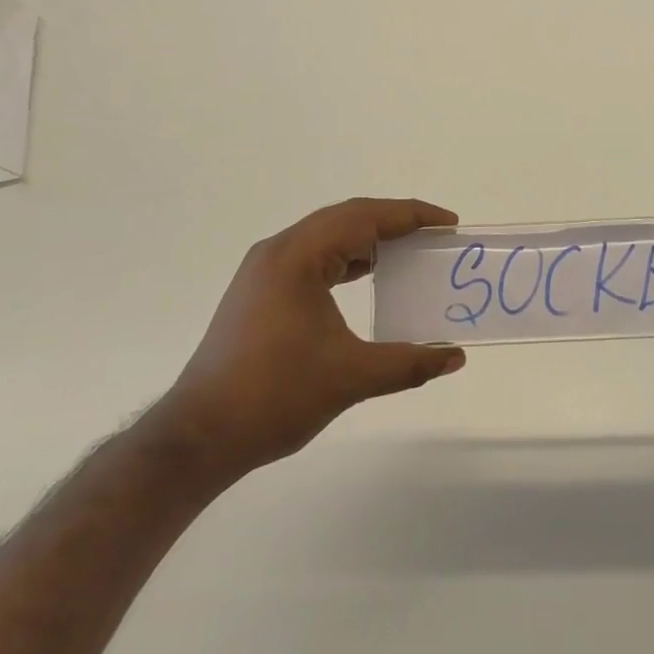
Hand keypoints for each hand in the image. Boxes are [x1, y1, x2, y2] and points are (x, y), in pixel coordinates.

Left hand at [147, 198, 466, 480]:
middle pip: (346, 218)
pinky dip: (346, 259)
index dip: (411, 216)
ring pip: (327, 236)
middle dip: (393, 222)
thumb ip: (409, 363)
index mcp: (297, 257)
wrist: (198, 437)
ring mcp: (264, 271)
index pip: (364, 217)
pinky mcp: (259, 292)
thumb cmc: (275, 396)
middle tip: (434, 235)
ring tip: (408, 252)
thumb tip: (455, 356)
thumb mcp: (351, 377)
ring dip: (369, 239)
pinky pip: (313, 257)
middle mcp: (278, 251)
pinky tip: (367, 276)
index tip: (449, 223)